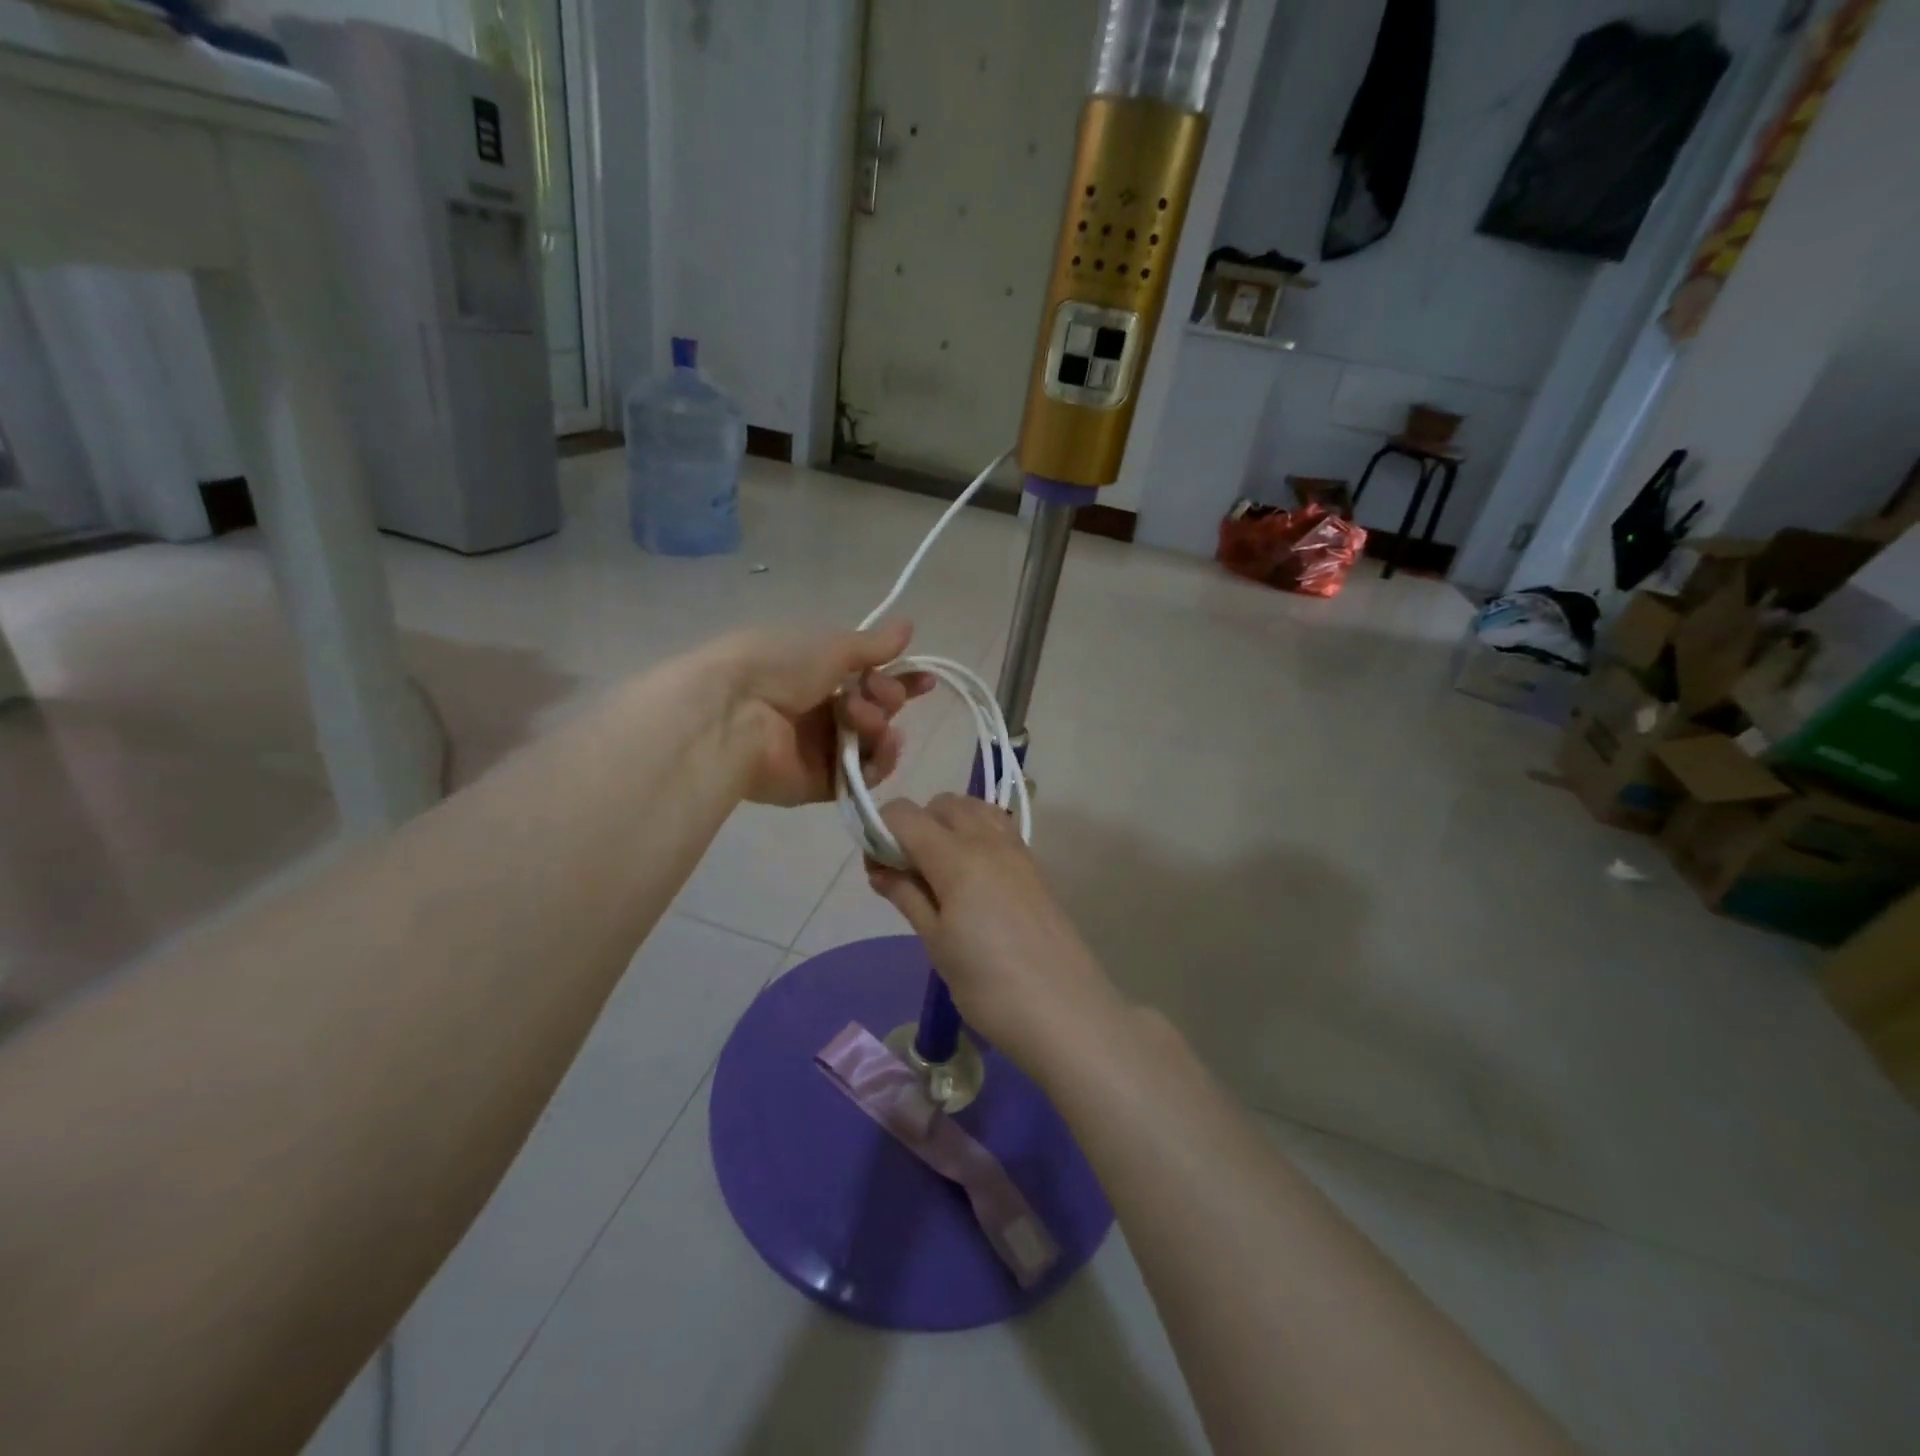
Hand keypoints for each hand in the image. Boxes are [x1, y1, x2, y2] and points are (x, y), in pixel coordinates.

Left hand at [714, 622, 933, 807]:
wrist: (733, 712)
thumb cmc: (779, 665)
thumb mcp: (831, 646)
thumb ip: (874, 645)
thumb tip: (909, 625)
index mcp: (817, 675)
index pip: (870, 678)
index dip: (900, 679)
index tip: (926, 679)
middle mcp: (820, 712)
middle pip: (876, 711)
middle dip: (887, 698)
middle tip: (873, 690)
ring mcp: (819, 750)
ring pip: (873, 743)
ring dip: (879, 725)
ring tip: (861, 718)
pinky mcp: (819, 784)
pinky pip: (863, 777)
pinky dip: (879, 760)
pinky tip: (881, 744)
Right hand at [865, 794, 1121, 1072]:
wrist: (1065, 1012)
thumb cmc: (988, 985)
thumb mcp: (936, 942)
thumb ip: (906, 894)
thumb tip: (880, 867)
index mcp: (957, 856)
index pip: (905, 815)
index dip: (880, 832)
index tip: (877, 869)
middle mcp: (988, 840)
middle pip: (941, 804)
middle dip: (915, 825)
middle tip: (907, 873)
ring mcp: (1017, 849)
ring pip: (973, 809)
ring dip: (947, 825)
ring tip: (939, 873)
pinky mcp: (1034, 865)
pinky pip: (997, 828)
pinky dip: (974, 835)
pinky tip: (971, 879)